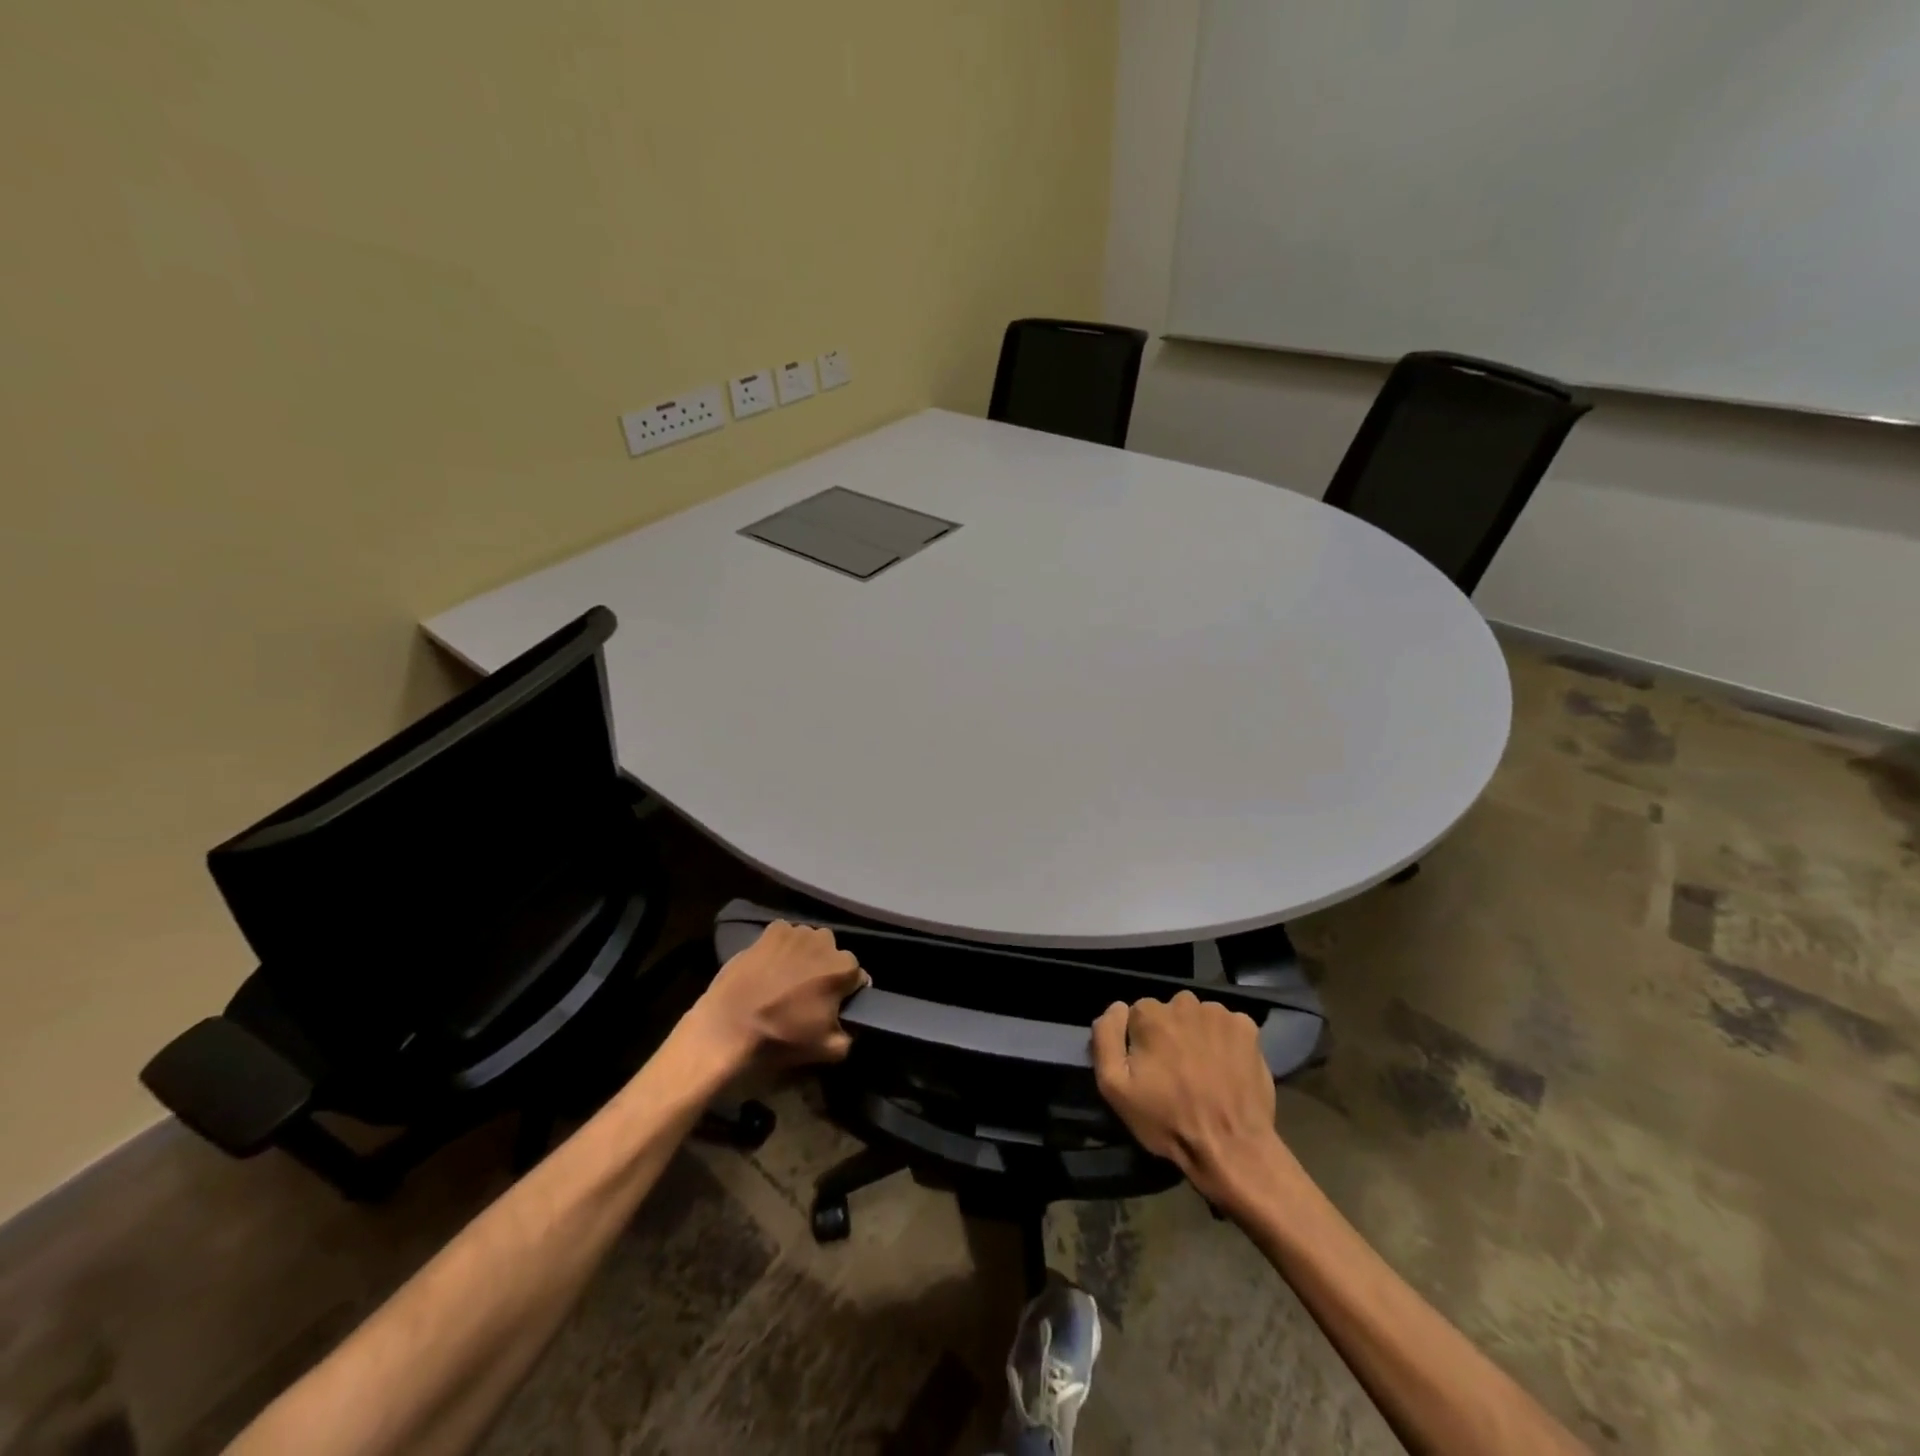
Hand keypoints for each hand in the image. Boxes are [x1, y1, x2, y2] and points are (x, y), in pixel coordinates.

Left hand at [682, 921, 869, 1072]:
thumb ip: (850, 1034)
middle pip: (834, 956)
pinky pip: (786, 936)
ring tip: (787, 980)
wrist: (728, 1028)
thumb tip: (849, 1024)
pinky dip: (783, 948)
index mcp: (844, 967)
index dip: (847, 994)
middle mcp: (825, 941)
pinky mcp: (771, 930)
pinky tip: (770, 967)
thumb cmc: (782, 1038)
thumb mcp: (829, 1050)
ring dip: (806, 957)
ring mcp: (796, 932)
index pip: (858, 977)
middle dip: (826, 971)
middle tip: (808, 995)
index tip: (833, 1007)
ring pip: (811, 943)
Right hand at [1092, 991, 1286, 1205]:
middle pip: (1169, 1012)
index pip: (1136, 1015)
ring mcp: (1219, 1013)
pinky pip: (1228, 1026)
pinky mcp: (1248, 1028)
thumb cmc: (1168, 1119)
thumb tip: (1116, 1007)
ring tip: (1203, 1072)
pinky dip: (1226, 1040)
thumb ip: (1106, 1038)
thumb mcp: (1114, 1087)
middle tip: (1177, 1072)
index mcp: (1149, 1013)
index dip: (1140, 1042)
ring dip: (1197, 1035)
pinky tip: (1227, 1067)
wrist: (1232, 1148)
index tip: (1149, 1070)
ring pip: (1199, 1017)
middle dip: (1169, 1035)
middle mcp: (1184, 1002)